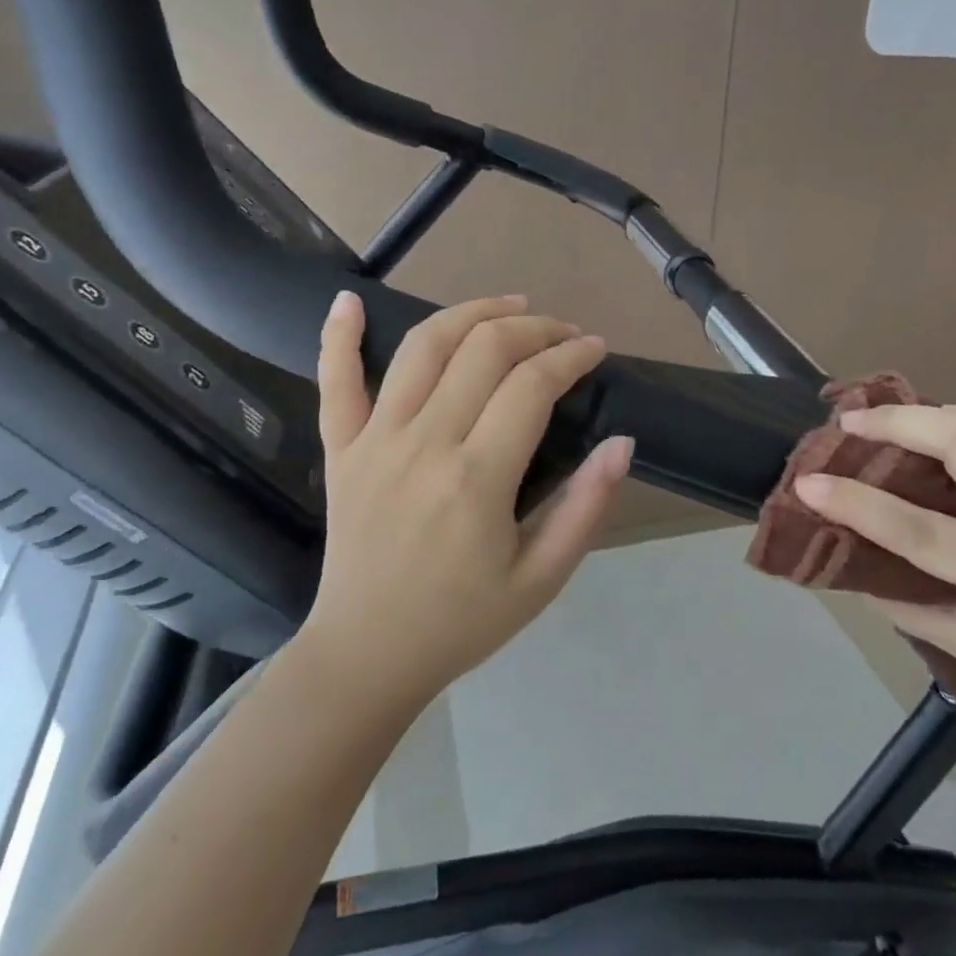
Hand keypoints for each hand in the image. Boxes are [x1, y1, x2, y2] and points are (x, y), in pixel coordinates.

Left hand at [304, 292, 632, 710]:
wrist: (367, 655)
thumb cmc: (462, 621)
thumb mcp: (541, 579)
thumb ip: (586, 507)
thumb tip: (622, 442)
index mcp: (476, 479)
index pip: (532, 385)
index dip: (571, 356)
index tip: (595, 349)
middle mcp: (424, 443)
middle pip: (483, 350)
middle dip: (533, 327)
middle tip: (562, 333)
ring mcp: (374, 440)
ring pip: (423, 347)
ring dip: (469, 313)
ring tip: (506, 305)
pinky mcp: (340, 449)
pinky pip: (334, 382)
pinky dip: (339, 336)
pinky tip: (350, 300)